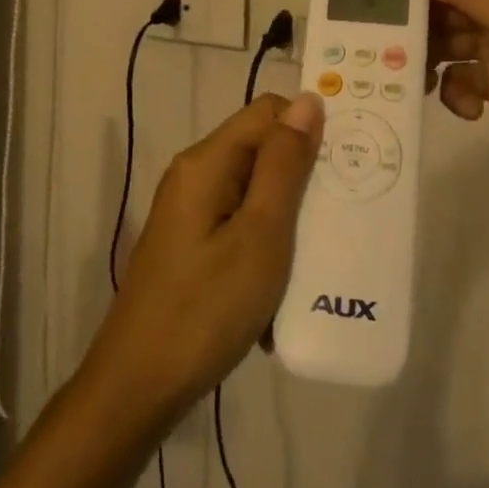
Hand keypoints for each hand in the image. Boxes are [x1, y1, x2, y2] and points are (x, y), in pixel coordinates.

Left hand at [82, 93, 323, 426]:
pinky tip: (286, 284)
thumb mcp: (260, 234)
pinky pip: (241, 224)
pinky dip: (267, 244)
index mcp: (207, 162)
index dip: (309, 128)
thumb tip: (307, 100)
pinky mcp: (193, 245)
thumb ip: (284, 165)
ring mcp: (191, 213)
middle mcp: (195, 176)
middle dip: (304, 176)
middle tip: (344, 213)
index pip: (268, 111)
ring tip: (321, 251)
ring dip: (289, 216)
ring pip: (255, 191)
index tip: (348, 164)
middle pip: (262, 150)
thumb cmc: (206, 308)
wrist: (140, 387)